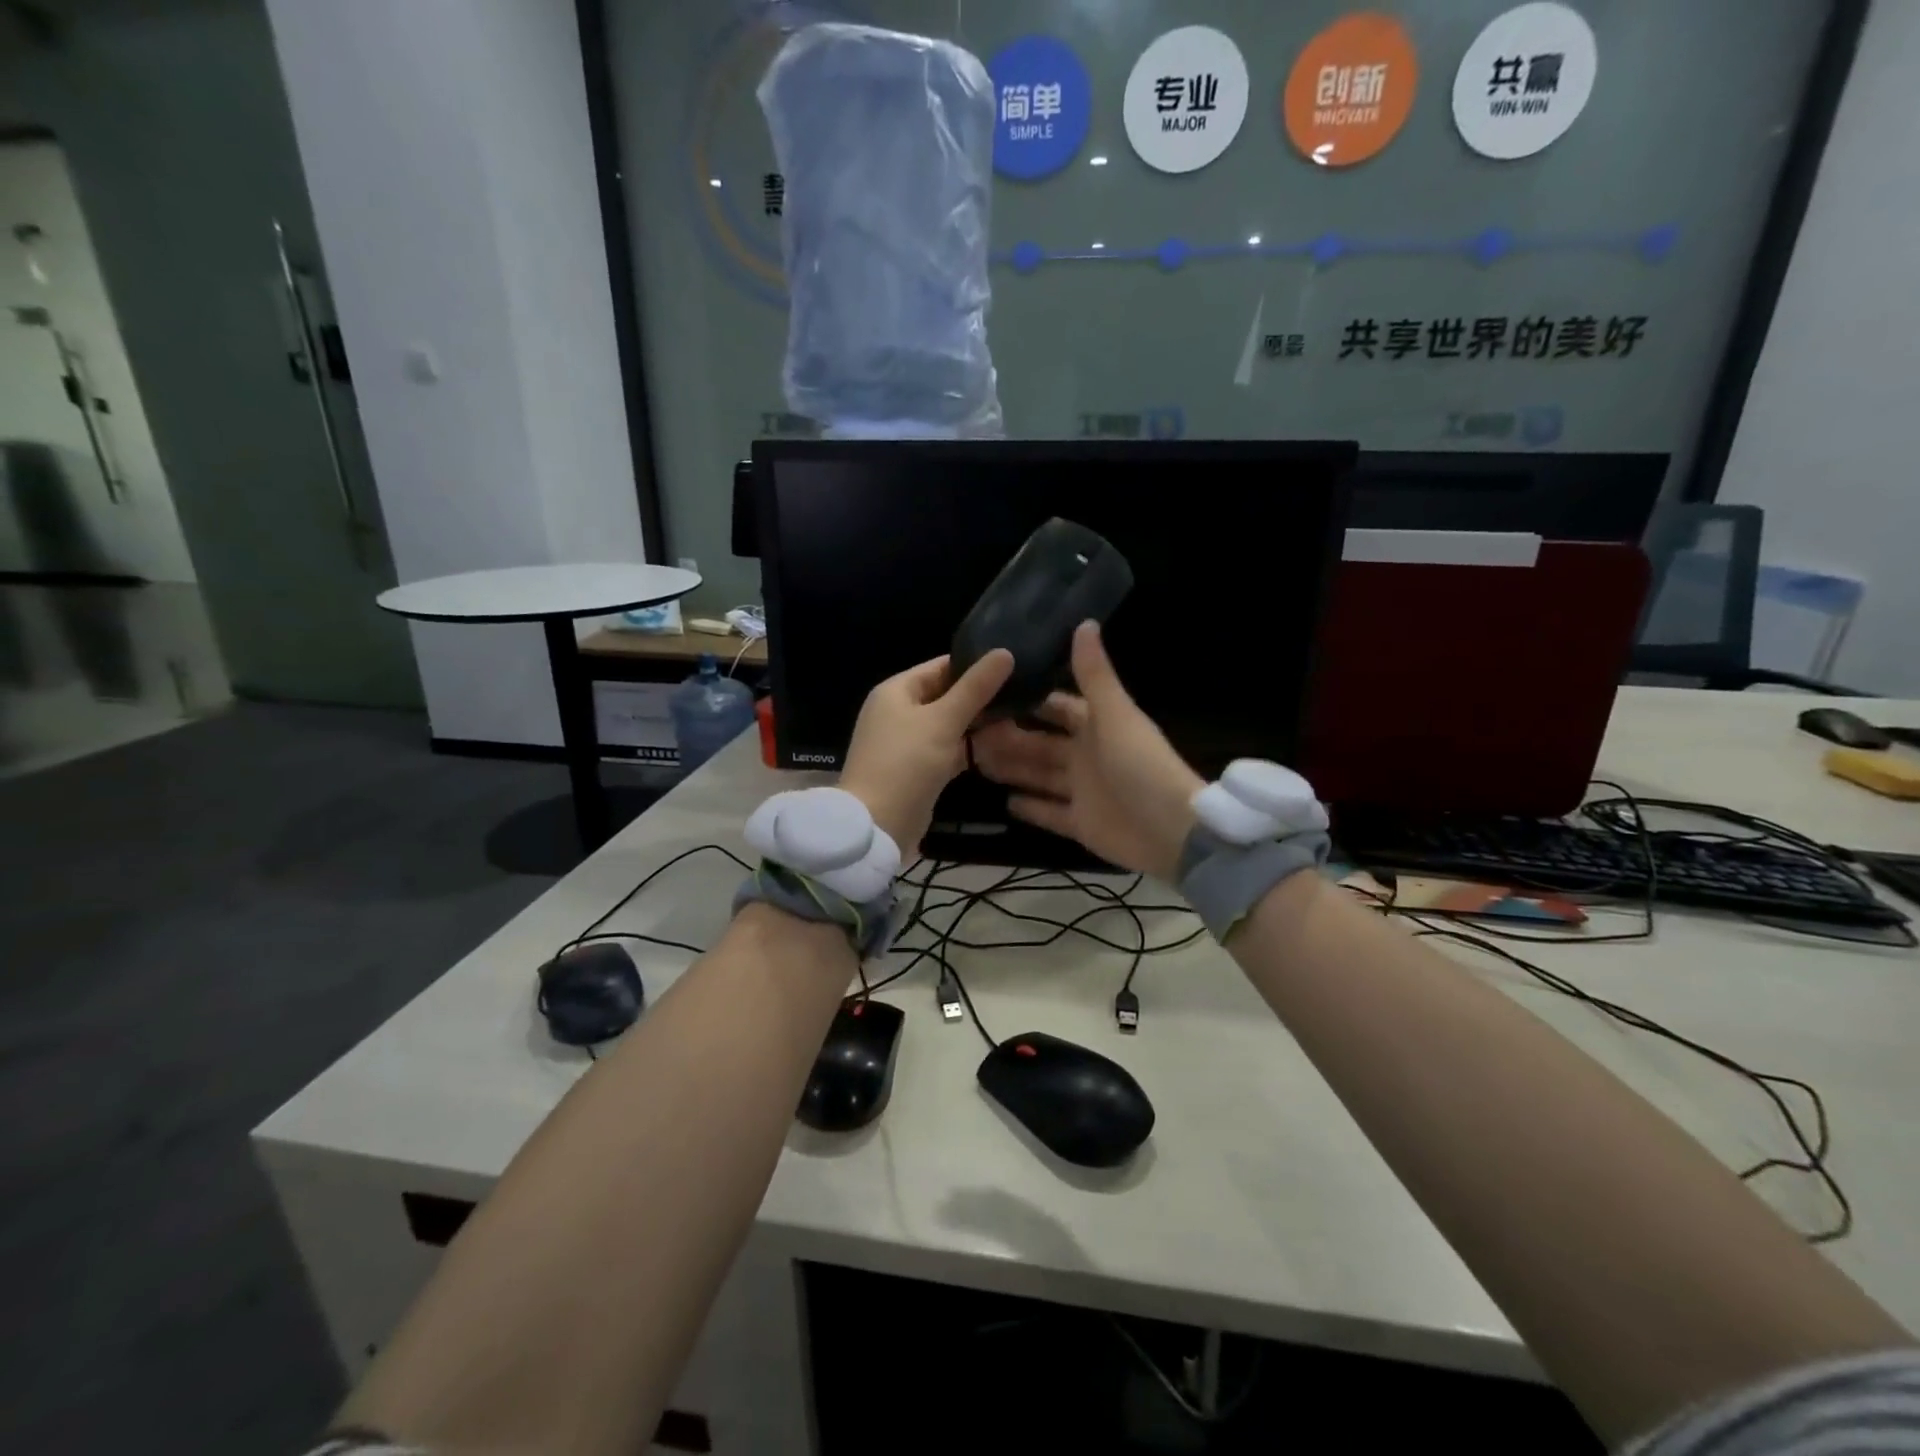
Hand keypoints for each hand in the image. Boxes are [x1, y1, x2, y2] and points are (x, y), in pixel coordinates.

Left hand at [838, 650, 1014, 853]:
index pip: (941, 666)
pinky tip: (1002, 747)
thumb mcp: (943, 720)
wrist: (877, 825)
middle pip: (946, 695)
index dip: (976, 665)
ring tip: (1021, 717)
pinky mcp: (918, 769)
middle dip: (981, 697)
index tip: (1014, 665)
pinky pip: (948, 749)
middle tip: (1024, 694)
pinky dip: (969, 748)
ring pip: (949, 724)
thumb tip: (1005, 652)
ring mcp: (907, 742)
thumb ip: (975, 688)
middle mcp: (898, 711)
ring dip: (978, 724)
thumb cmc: (906, 763)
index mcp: (896, 691)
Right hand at [971, 622, 1202, 881]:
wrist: (1170, 830)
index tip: (992, 692)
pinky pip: (1049, 813)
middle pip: (1040, 744)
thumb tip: (1084, 621)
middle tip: (968, 731)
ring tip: (973, 760)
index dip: (1029, 700)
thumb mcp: (1116, 715)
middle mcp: (1087, 756)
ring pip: (1038, 776)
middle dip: (1009, 737)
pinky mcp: (1080, 824)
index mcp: (1097, 726)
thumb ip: (1094, 674)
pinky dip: (1030, 808)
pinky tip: (1003, 801)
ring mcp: (1083, 791)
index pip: (1057, 707)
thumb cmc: (1140, 765)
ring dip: (1011, 768)